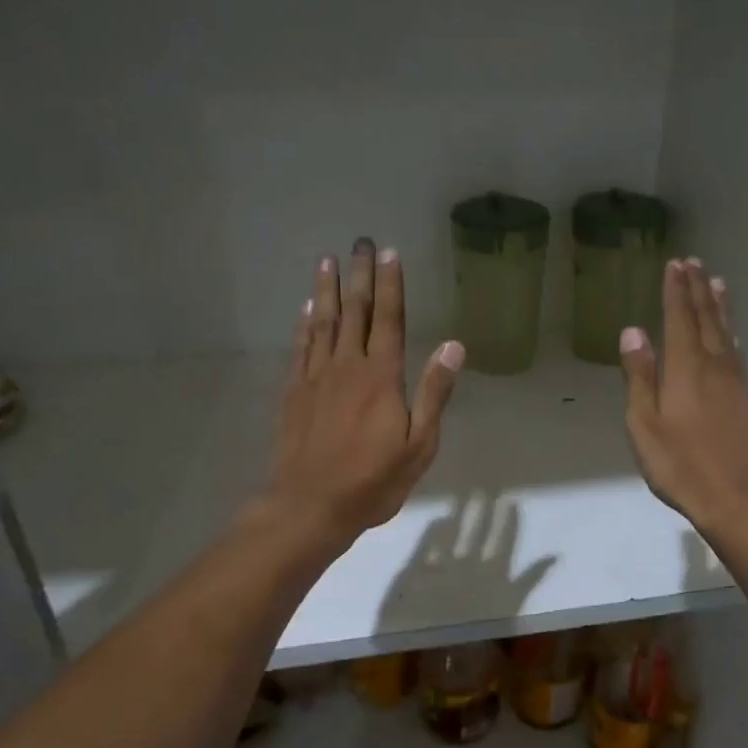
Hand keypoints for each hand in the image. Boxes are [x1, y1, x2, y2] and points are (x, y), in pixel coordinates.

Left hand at [263, 239, 463, 549]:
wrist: (310, 506)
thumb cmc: (373, 481)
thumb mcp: (419, 446)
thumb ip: (434, 394)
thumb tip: (453, 347)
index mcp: (382, 377)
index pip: (388, 319)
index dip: (390, 284)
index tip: (389, 253)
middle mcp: (347, 367)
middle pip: (354, 312)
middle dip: (359, 275)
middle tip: (359, 242)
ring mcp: (316, 377)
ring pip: (323, 322)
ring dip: (327, 289)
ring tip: (328, 260)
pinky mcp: (294, 392)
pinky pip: (300, 347)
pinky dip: (305, 323)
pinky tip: (307, 308)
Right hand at [618, 258, 747, 533]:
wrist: (736, 499)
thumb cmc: (679, 466)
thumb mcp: (644, 425)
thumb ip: (639, 376)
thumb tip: (633, 332)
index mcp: (686, 369)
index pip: (680, 319)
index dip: (676, 291)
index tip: (675, 265)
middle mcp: (716, 366)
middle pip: (707, 320)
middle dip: (697, 290)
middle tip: (693, 264)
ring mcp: (737, 383)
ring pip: (728, 334)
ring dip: (719, 307)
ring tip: (716, 284)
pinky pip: (738, 355)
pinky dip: (732, 335)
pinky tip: (731, 337)